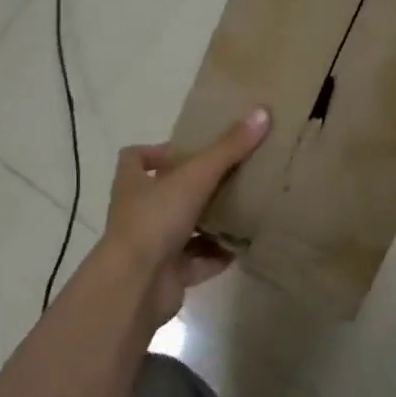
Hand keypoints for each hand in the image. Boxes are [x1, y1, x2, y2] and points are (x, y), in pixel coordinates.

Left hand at [101, 107, 270, 328]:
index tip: (189, 150)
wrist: (136, 284)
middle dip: (195, 188)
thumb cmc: (155, 220)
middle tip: (230, 178)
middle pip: (165, 193)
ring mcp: (152, 246)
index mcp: (133, 184)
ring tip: (244, 211)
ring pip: (184, 229)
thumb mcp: (195, 176)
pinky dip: (217, 256)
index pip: (135, 158)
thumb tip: (262, 112)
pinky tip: (242, 248)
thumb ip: (228, 149)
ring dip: (210, 223)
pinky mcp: (168, 275)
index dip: (157, 151)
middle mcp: (139, 212)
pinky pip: (197, 262)